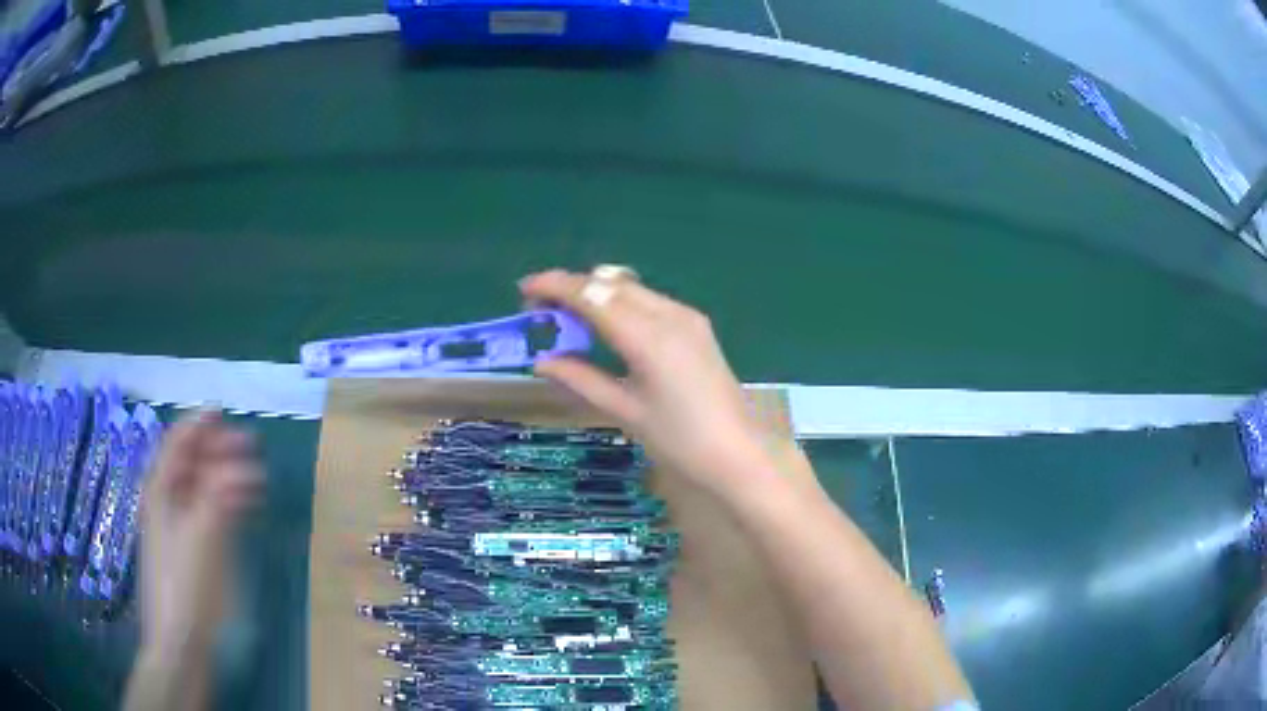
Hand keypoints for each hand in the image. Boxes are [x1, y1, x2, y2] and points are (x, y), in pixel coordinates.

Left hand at [139, 412, 263, 656]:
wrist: (179, 641)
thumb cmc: (186, 584)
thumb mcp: (203, 536)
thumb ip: (220, 496)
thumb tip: (243, 466)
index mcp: (161, 490)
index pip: (178, 443)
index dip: (199, 424)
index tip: (224, 412)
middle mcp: (166, 501)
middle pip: (190, 462)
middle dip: (218, 450)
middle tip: (251, 446)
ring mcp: (177, 527)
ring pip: (200, 488)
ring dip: (225, 476)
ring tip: (256, 479)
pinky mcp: (190, 550)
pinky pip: (206, 512)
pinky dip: (225, 502)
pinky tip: (243, 508)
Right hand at [521, 268, 773, 495]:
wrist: (738, 454)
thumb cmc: (679, 440)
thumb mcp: (624, 410)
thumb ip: (580, 379)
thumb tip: (541, 361)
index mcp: (647, 336)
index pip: (592, 294)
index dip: (555, 286)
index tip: (524, 289)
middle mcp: (668, 314)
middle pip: (610, 282)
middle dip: (573, 287)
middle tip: (543, 309)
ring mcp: (687, 316)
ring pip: (631, 288)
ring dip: (597, 293)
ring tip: (570, 318)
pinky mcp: (697, 325)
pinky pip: (649, 300)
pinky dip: (621, 303)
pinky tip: (608, 327)